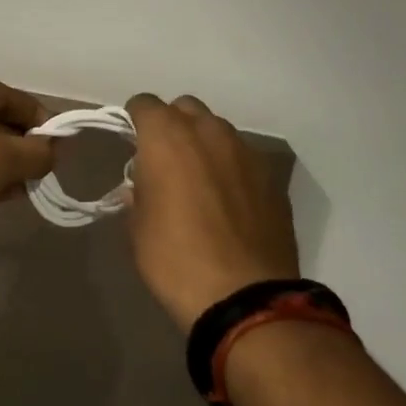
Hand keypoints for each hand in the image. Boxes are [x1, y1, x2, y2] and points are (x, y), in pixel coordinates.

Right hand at [124, 94, 300, 332]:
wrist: (247, 300)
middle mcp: (207, 131)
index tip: (133, 144)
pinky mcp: (272, 177)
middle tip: (166, 160)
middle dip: (173, 125)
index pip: (144, 104)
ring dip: (204, 144)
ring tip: (200, 180)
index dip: (135, 120)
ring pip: (218, 130)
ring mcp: (245, 151)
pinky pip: (243, 158)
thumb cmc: (176, 260)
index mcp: (166, 136)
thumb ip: (137, 194)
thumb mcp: (138, 229)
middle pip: (185, 108)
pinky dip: (231, 168)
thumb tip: (141, 184)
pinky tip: (229, 201)